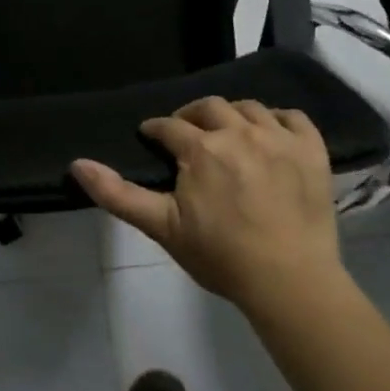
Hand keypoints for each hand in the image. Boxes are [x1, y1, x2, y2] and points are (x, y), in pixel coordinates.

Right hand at [72, 97, 343, 313]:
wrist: (289, 282)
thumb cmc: (221, 257)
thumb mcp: (163, 227)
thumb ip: (118, 194)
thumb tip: (77, 164)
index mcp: (201, 148)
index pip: (170, 126)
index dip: (157, 129)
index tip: (152, 136)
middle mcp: (239, 132)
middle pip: (209, 107)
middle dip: (192, 116)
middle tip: (187, 133)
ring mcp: (279, 138)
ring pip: (249, 108)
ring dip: (232, 115)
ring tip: (227, 132)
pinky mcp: (311, 150)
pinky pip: (293, 117)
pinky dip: (279, 119)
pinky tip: (271, 133)